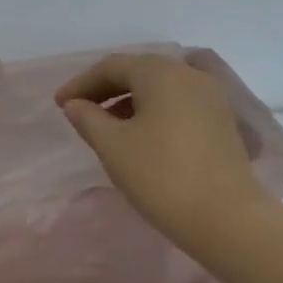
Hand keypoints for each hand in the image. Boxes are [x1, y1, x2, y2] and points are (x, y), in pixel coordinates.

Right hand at [56, 52, 273, 250]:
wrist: (223, 216)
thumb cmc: (160, 175)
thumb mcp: (113, 146)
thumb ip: (88, 119)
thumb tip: (75, 105)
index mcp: (162, 73)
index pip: (113, 66)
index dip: (81, 83)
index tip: (59, 105)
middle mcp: (190, 75)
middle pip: (139, 72)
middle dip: (105, 89)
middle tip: (79, 111)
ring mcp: (211, 97)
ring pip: (161, 88)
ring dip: (129, 101)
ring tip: (106, 126)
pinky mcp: (221, 121)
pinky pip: (178, 104)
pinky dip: (152, 112)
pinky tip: (139, 136)